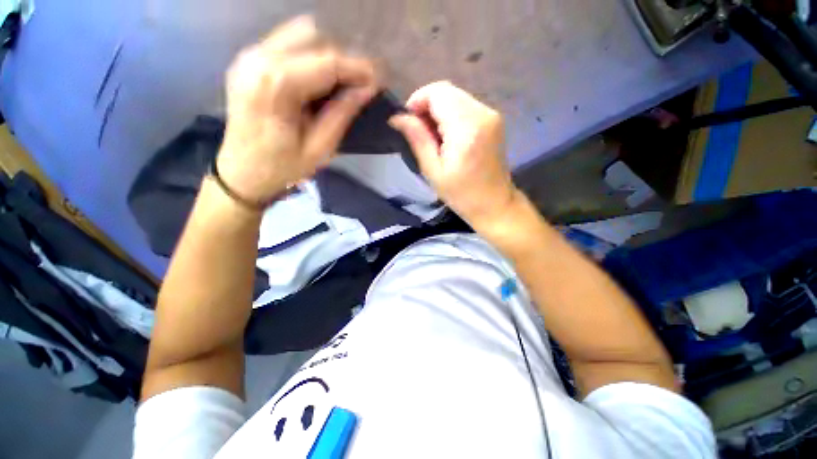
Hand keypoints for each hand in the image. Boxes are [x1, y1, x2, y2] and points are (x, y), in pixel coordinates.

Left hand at [216, 16, 377, 205]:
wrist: (241, 174)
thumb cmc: (283, 168)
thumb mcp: (320, 149)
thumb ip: (342, 114)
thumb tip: (367, 89)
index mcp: (276, 86)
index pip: (327, 62)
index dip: (358, 68)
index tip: (379, 79)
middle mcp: (258, 59)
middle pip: (313, 37)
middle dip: (343, 59)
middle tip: (359, 85)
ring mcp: (249, 56)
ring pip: (300, 34)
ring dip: (327, 55)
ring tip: (341, 83)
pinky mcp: (248, 60)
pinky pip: (286, 43)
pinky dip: (309, 56)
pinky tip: (317, 81)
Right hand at [389, 81, 517, 226]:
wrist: (494, 203)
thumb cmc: (461, 193)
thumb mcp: (433, 170)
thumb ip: (417, 139)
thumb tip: (397, 117)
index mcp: (466, 128)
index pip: (437, 93)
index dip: (418, 100)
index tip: (409, 122)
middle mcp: (482, 113)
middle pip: (447, 90)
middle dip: (427, 105)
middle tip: (419, 131)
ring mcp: (491, 114)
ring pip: (456, 96)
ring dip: (439, 110)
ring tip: (433, 136)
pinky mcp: (494, 120)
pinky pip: (466, 105)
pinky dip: (452, 114)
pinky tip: (448, 135)